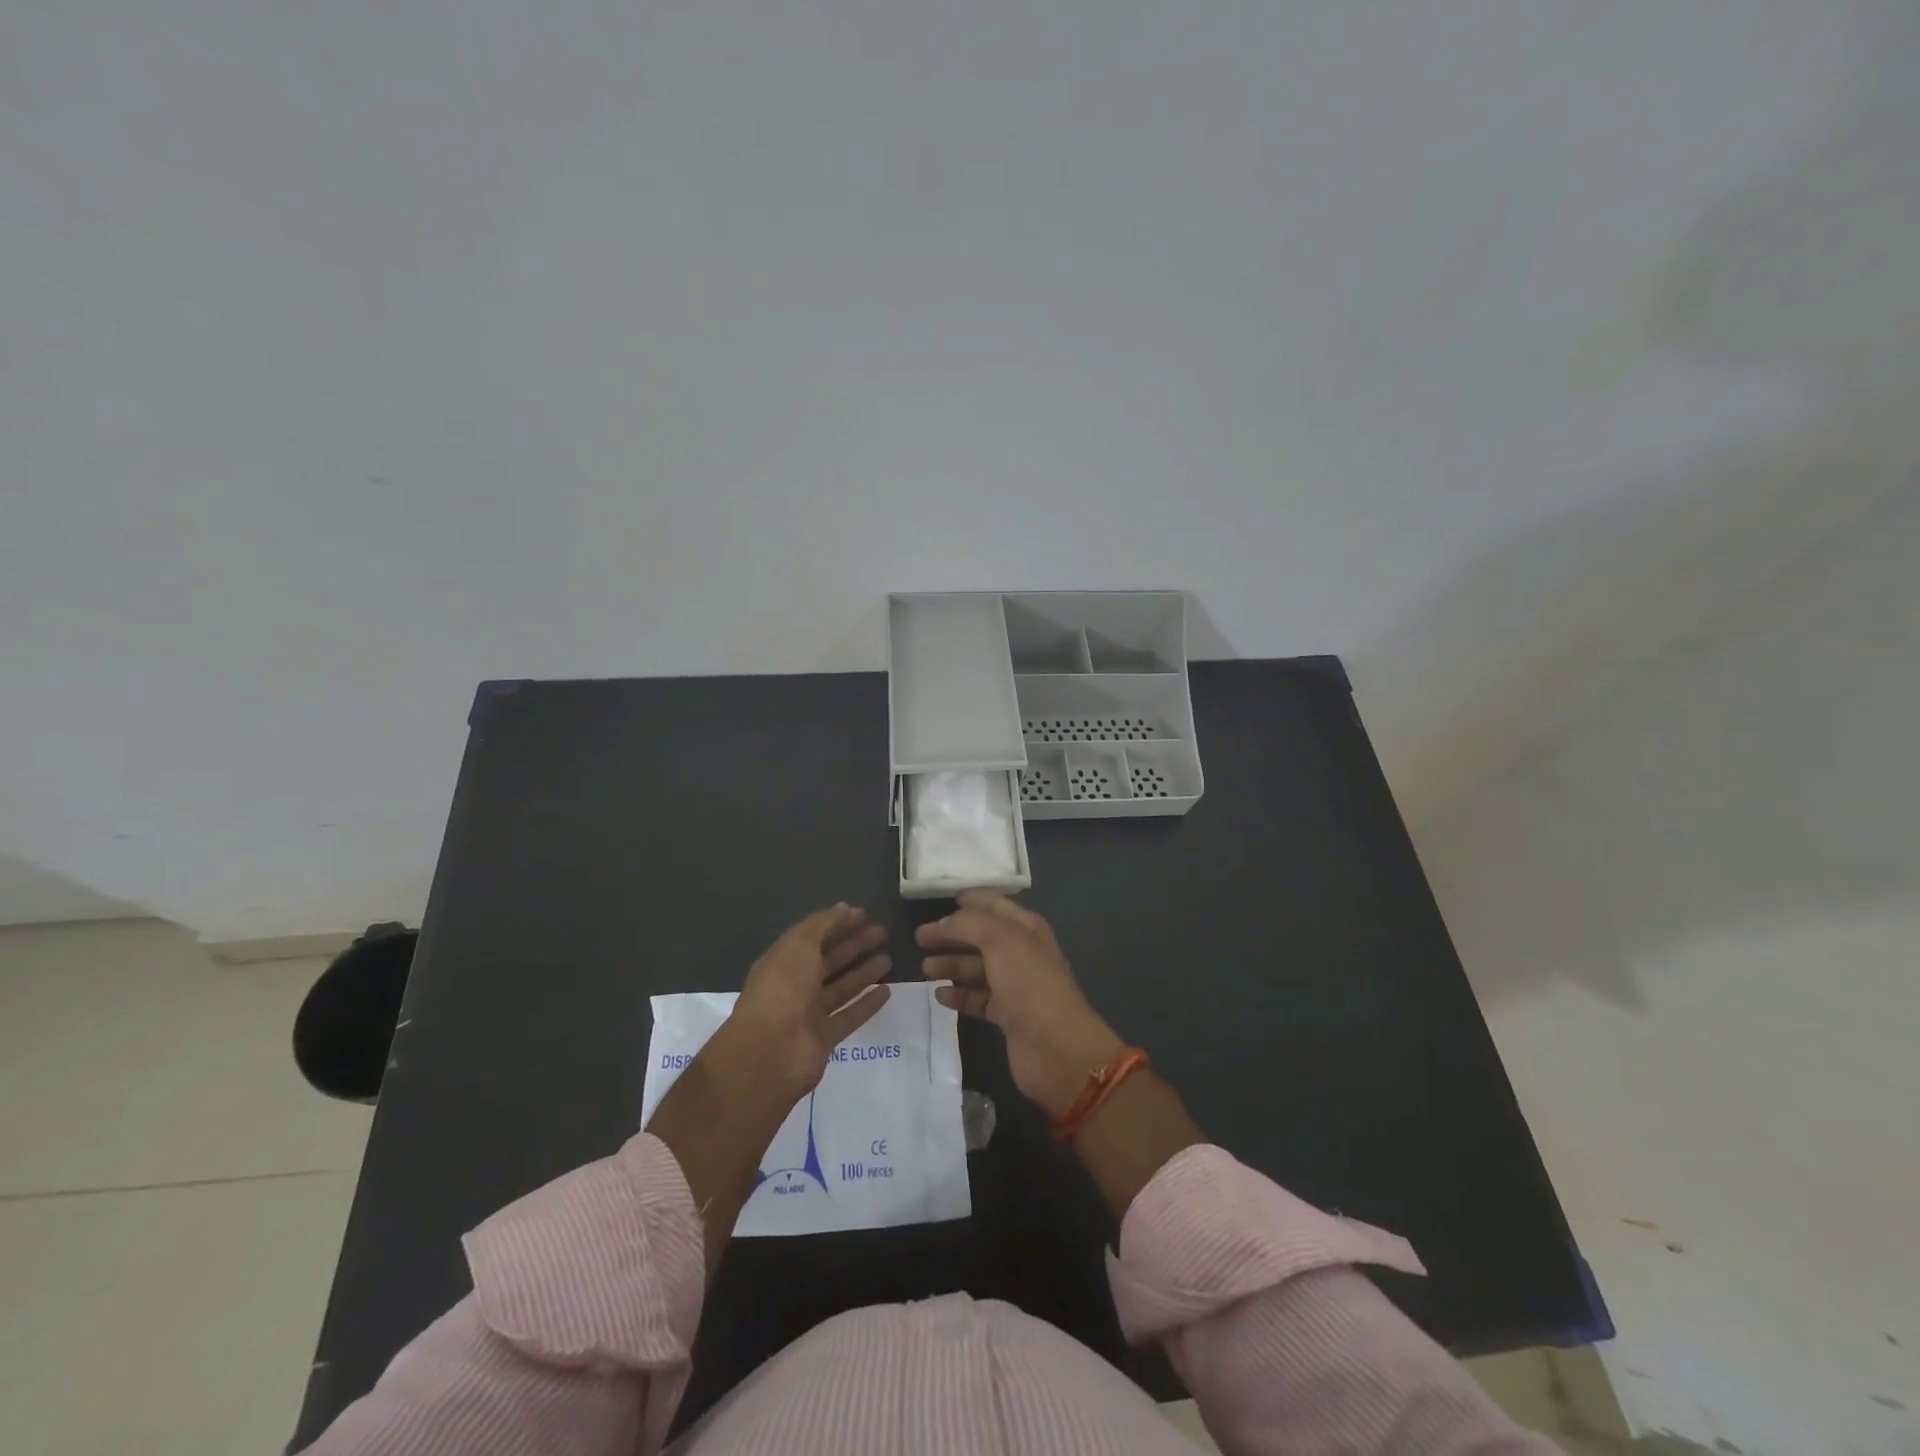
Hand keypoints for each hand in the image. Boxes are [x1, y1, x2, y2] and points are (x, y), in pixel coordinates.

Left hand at [724, 903, 893, 1098]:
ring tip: (889, 959)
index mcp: (783, 961)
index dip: (838, 924)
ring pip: (841, 988)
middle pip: (829, 961)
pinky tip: (887, 991)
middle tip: (883, 933)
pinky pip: (849, 1016)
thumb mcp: (799, 945)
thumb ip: (822, 924)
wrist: (770, 1051)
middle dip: (854, 945)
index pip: (814, 937)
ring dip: (863, 973)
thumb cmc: (783, 988)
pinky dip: (867, 1004)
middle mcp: (795, 986)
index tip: (865, 914)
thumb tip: (844, 908)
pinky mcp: (824, 1039)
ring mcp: (809, 1014)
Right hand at [918, 891, 1124, 1118]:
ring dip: (952, 965)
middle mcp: (1022, 953)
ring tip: (925, 967)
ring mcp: (1015, 986)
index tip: (946, 898)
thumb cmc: (1029, 983)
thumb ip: (969, 924)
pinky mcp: (1007, 1016)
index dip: (974, 900)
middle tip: (920, 937)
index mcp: (1027, 929)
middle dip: (953, 934)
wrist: (1056, 1047)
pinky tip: (939, 996)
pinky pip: (978, 999)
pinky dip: (959, 996)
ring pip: (977, 969)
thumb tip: (944, 922)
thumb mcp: (1000, 940)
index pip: (996, 905)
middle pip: (982, 937)